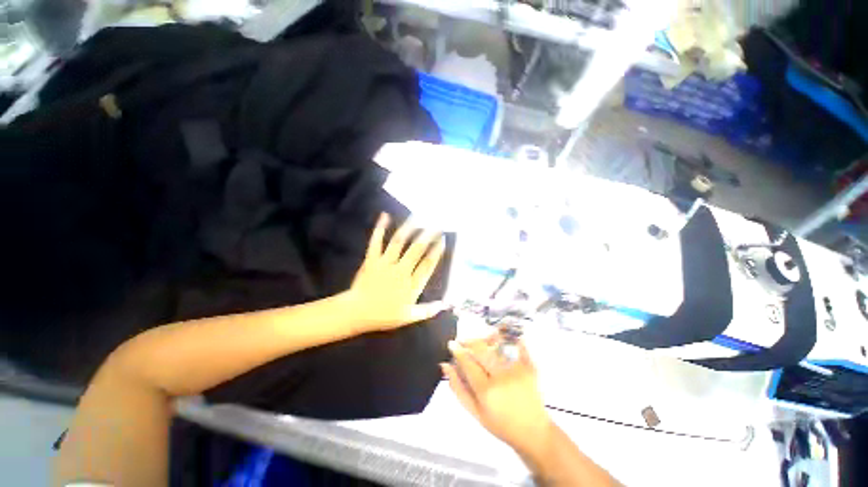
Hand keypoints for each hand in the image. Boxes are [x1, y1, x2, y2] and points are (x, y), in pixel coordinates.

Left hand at [345, 213, 448, 332]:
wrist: (357, 313)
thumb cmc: (384, 315)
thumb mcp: (409, 317)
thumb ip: (428, 310)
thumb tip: (445, 305)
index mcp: (411, 284)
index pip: (427, 265)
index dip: (436, 251)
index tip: (442, 240)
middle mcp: (401, 271)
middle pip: (416, 250)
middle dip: (428, 236)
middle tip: (436, 224)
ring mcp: (385, 263)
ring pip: (399, 242)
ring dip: (409, 228)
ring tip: (417, 217)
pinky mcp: (372, 259)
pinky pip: (376, 242)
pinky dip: (380, 228)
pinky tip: (385, 216)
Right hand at [442, 337, 552, 455]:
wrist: (533, 431)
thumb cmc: (501, 424)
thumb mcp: (474, 412)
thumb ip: (458, 388)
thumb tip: (445, 366)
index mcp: (486, 390)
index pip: (467, 362)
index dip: (457, 350)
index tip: (452, 344)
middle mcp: (501, 377)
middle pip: (480, 348)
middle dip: (468, 341)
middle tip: (463, 342)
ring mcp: (517, 370)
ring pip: (495, 344)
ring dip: (484, 339)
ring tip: (479, 342)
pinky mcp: (529, 366)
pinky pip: (517, 344)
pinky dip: (507, 338)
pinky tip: (499, 339)